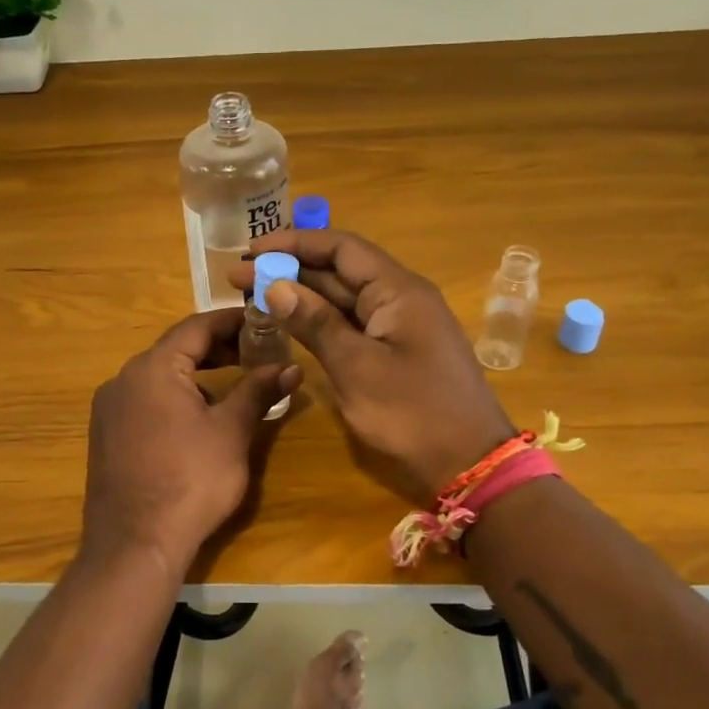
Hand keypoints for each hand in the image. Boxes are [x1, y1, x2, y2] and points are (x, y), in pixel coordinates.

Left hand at [82, 309, 301, 568]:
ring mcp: (109, 409)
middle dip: (216, 349)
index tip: (263, 321)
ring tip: (232, 388)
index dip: (232, 321)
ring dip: (196, 376)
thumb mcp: (231, 431)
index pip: (196, 327)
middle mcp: (123, 379)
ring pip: (158, 377)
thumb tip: (291, 367)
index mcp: (152, 368)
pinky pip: (144, 402)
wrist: (135, 544)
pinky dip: (174, 398)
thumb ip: (258, 391)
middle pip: (175, 350)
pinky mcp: (105, 435)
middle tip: (255, 353)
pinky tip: (197, 421)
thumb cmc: (191, 480)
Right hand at [235, 230, 513, 505]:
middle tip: (238, 277)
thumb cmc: (413, 413)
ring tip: (253, 294)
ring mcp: (398, 327)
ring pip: (343, 299)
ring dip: (301, 294)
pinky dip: (319, 321)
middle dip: (290, 269)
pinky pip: (352, 325)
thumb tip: (275, 284)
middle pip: (340, 270)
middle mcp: (400, 298)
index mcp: (398, 290)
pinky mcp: (394, 352)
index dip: (294, 243)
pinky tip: (289, 323)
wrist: (469, 465)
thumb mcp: (356, 367)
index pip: (341, 248)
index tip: (251, 251)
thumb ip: (315, 322)